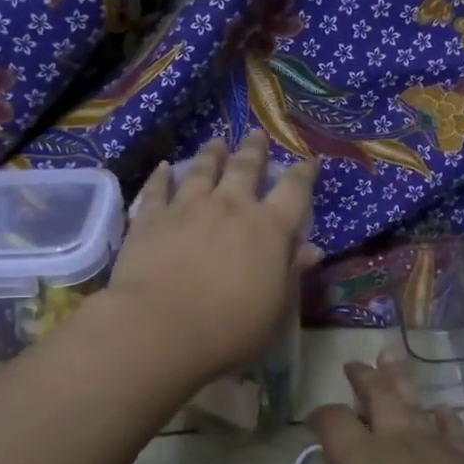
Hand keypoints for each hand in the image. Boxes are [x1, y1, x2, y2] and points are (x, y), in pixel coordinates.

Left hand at [110, 133, 318, 380]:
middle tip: (257, 135)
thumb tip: (312, 250)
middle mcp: (231, 207)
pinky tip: (164, 167)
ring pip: (203, 170)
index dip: (303, 173)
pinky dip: (162, 176)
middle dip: (255, 151)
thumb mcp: (275, 308)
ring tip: (218, 142)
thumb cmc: (230, 328)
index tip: (308, 160)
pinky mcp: (151, 218)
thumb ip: (292, 273)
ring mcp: (188, 207)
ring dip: (213, 154)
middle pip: (246, 169)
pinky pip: (158, 189)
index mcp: (269, 229)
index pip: (294, 191)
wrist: (160, 328)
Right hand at [307, 356, 463, 463]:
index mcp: (359, 461)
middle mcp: (396, 441)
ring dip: (399, 380)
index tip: (314, 419)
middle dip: (363, 378)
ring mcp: (437, 446)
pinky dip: (443, 417)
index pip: (333, 422)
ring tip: (391, 360)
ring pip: (414, 402)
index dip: (321, 416)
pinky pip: (452, 428)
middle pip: (377, 395)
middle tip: (354, 364)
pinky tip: (442, 411)